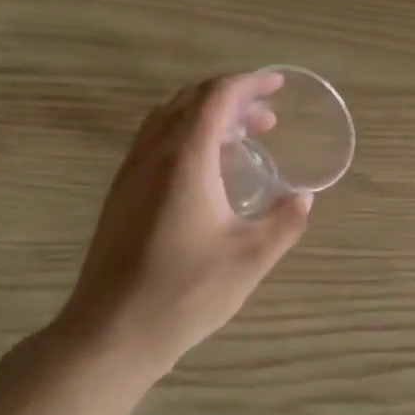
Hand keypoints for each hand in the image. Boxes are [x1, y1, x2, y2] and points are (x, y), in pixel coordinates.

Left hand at [57, 73, 312, 377]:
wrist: (111, 332)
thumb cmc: (186, 290)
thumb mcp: (250, 258)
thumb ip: (284, 222)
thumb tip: (303, 198)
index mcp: (185, 157)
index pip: (217, 97)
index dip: (250, 83)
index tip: (277, 84)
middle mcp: (153, 154)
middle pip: (191, 101)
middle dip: (232, 99)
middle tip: (267, 117)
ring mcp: (131, 174)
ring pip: (168, 120)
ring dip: (206, 117)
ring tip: (241, 139)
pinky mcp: (121, 195)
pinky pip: (156, 143)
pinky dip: (187, 137)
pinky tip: (206, 173)